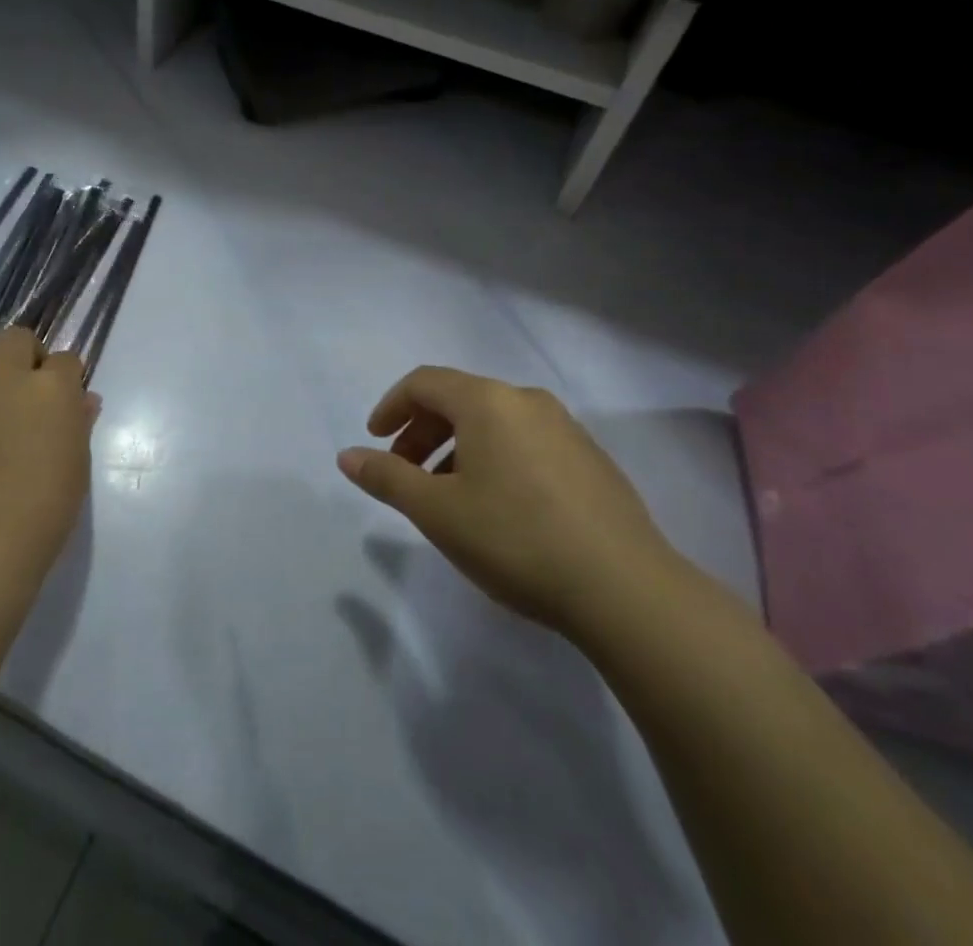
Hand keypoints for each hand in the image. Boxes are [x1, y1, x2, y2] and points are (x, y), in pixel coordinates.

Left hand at [0, 327, 96, 582]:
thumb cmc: (45, 504)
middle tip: (31, 393)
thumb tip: (82, 400)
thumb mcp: (77, 461)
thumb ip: (79, 421)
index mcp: (51, 387)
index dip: (68, 377)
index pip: (65, 359)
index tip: (66, 399)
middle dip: (28, 356)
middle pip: (17, 339)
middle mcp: (7, 377)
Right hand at [337, 366, 675, 634]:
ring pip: (494, 422)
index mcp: (488, 401)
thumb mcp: (437, 511)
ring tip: (448, 496)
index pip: (424, 382)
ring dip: (457, 448)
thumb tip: (347, 456)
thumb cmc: (516, 539)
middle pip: (459, 399)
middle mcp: (527, 401)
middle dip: (422, 432)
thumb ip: (387, 478)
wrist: (625, 590)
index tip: (375, 441)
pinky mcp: (591, 460)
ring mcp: (566, 428)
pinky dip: (495, 459)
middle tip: (405, 474)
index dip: (392, 407)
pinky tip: (499, 507)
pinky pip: (526, 442)